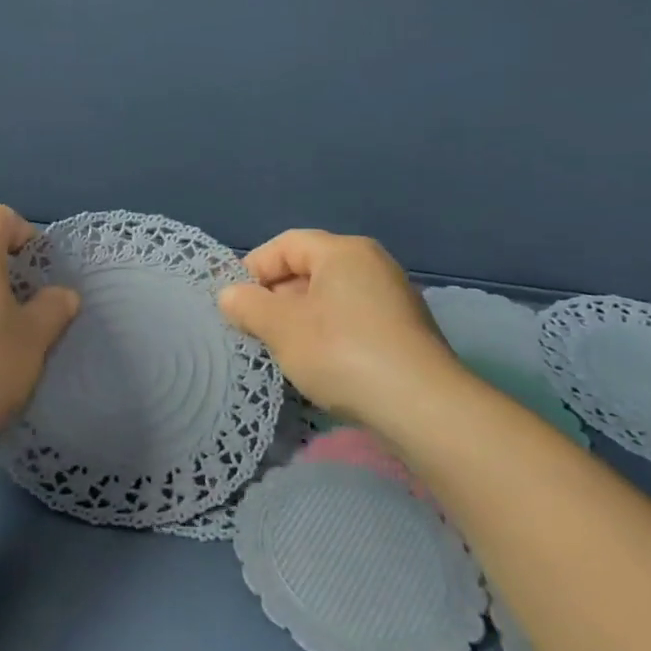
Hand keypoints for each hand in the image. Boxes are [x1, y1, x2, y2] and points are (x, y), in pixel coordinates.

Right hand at [217, 229, 458, 421]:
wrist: (421, 406)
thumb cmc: (341, 353)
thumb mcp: (281, 328)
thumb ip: (248, 306)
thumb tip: (229, 295)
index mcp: (343, 251)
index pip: (286, 244)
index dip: (254, 268)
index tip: (235, 303)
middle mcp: (372, 264)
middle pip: (309, 268)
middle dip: (275, 297)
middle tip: (254, 330)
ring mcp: (393, 298)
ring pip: (330, 297)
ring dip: (299, 319)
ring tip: (282, 350)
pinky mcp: (404, 331)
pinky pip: (352, 319)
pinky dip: (328, 334)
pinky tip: (319, 364)